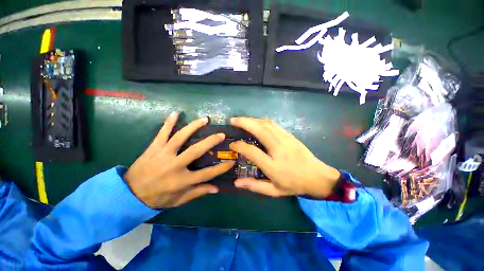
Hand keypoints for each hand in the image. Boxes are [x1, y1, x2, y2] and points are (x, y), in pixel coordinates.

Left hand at [124, 112, 234, 208]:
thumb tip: (216, 188)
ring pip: (180, 137)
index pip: (207, 174)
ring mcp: (163, 155)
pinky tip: (176, 113)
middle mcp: (175, 165)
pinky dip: (168, 123)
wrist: (129, 194)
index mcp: (182, 180)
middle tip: (221, 134)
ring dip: (193, 127)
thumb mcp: (179, 200)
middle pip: (196, 151)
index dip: (221, 168)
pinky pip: (162, 133)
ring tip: (204, 119)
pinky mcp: (153, 148)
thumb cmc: (158, 198)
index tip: (232, 161)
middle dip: (211, 141)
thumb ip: (198, 192)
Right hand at [229, 117, 340, 197]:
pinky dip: (262, 120)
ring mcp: (285, 139)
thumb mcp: (274, 190)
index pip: (252, 151)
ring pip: (266, 123)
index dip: (239, 146)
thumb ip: (255, 186)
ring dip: (252, 119)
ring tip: (242, 120)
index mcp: (273, 165)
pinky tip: (256, 121)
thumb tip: (236, 182)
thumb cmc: (294, 184)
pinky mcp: (289, 135)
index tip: (232, 144)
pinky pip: (273, 124)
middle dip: (244, 122)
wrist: (317, 176)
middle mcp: (278, 148)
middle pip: (259, 130)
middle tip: (232, 120)